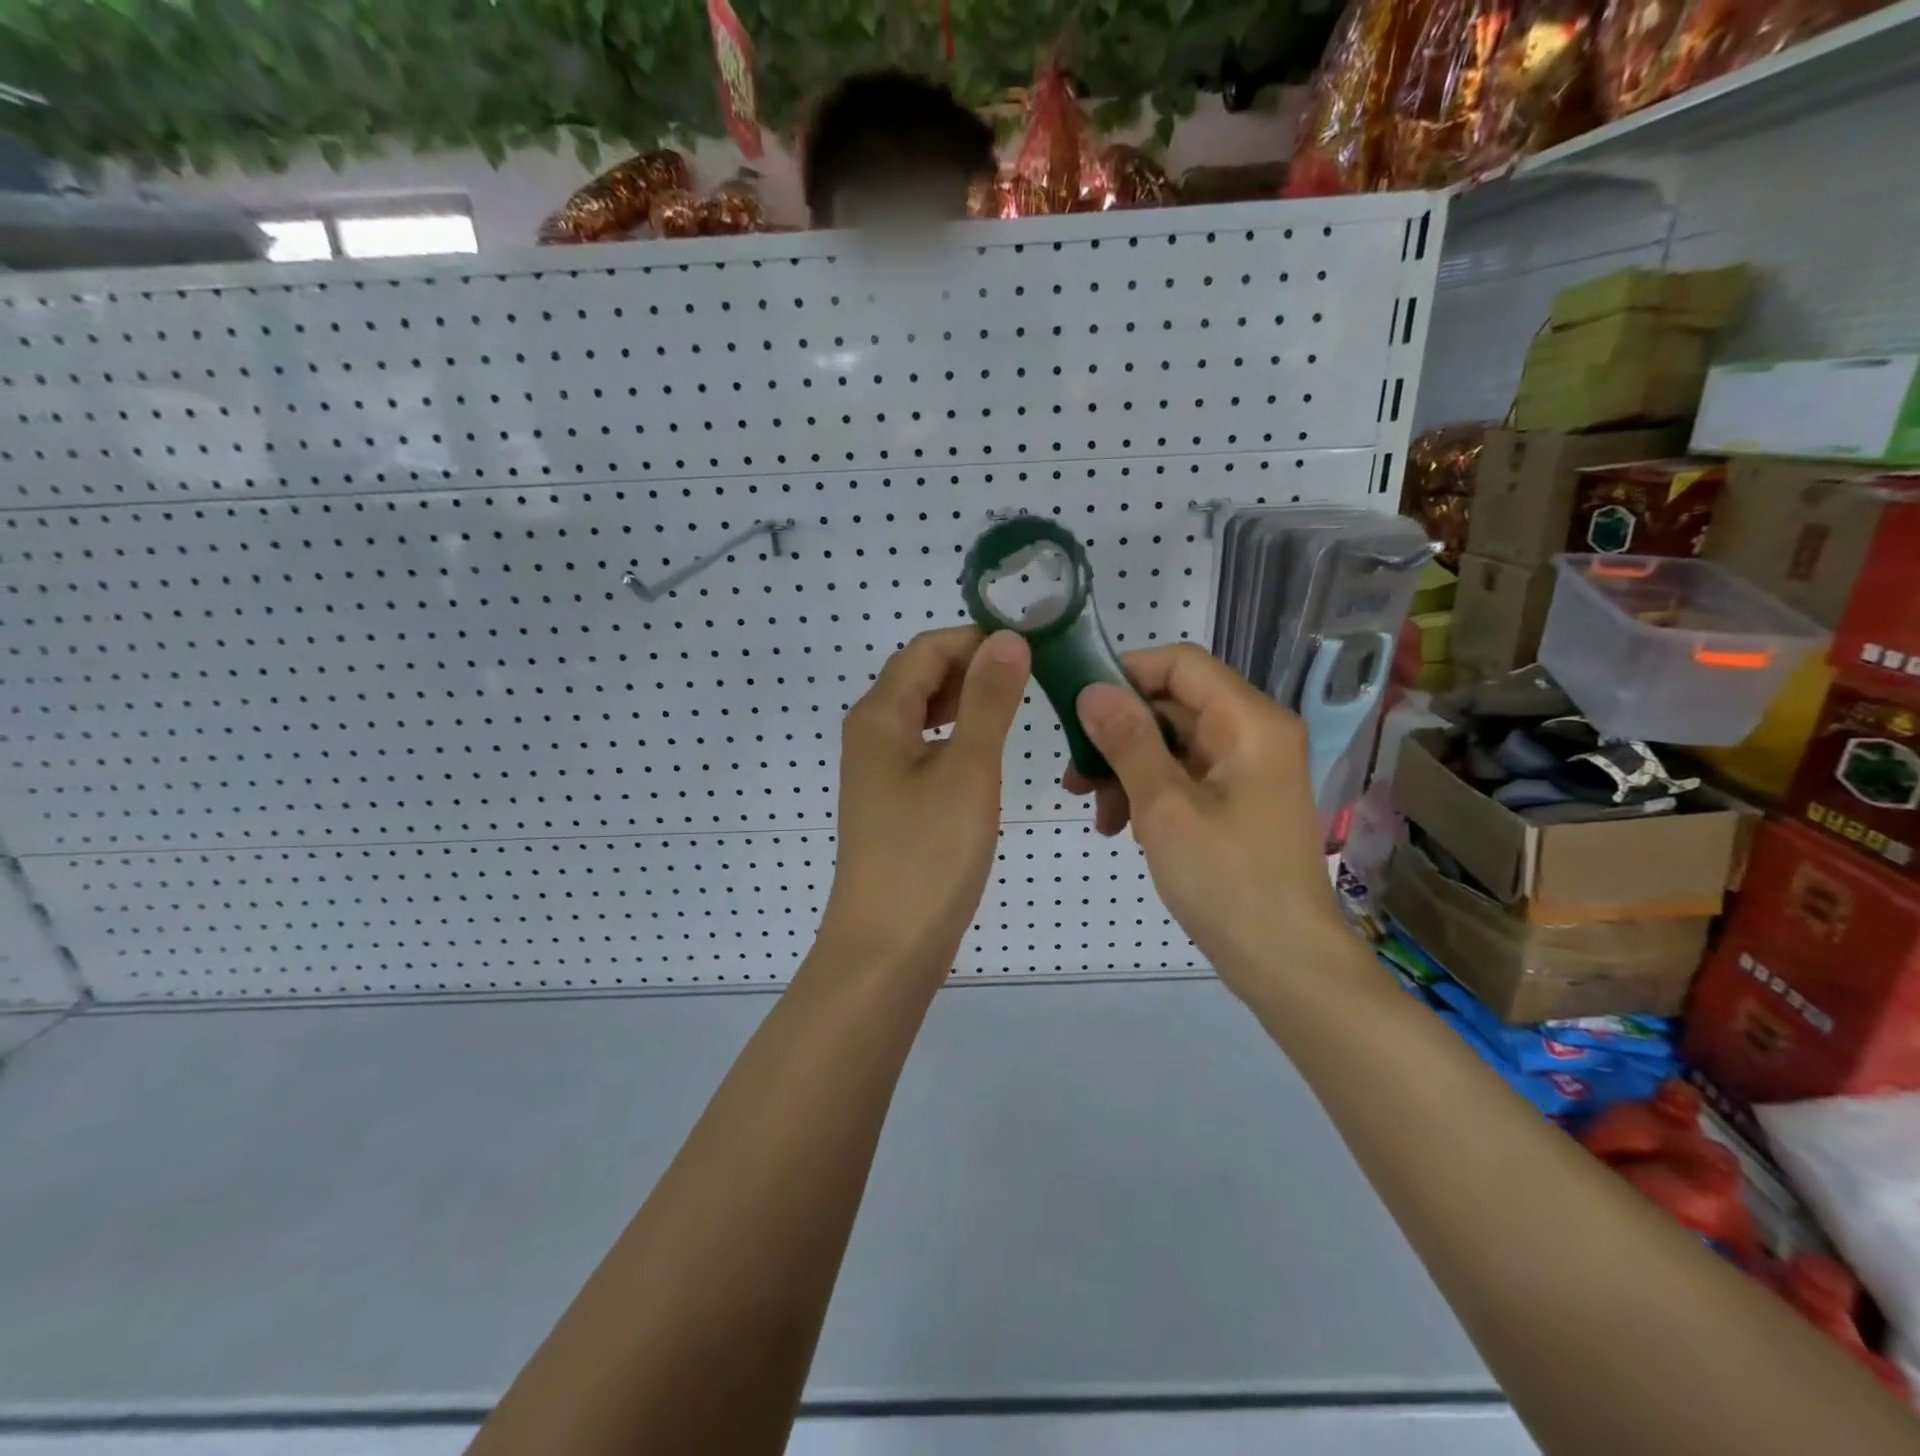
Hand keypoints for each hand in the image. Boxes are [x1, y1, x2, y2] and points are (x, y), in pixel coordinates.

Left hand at [820, 626, 1031, 976]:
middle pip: (920, 676)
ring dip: (965, 700)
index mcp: (880, 715)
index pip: (927, 649)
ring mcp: (877, 770)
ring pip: (922, 713)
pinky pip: (923, 747)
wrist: (887, 948)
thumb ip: (988, 700)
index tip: (1032, 647)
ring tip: (1015, 706)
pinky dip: (955, 736)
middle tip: (1033, 676)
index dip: (977, 638)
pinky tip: (984, 752)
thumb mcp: (968, 769)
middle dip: (973, 666)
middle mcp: (870, 733)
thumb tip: (1008, 639)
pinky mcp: (890, 801)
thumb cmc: (929, 855)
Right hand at [1065, 644, 1353, 996]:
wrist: (1286, 964)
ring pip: (1173, 744)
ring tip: (1096, 812)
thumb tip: (1092, 690)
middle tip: (1073, 775)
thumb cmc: (1227, 882)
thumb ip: (1128, 742)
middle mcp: (1254, 734)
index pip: (1180, 663)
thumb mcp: (1165, 808)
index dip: (1125, 675)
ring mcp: (1248, 770)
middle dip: (1118, 735)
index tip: (1076, 706)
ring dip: (1127, 769)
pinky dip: (1150, 793)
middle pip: (1173, 706)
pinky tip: (1123, 829)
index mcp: (1249, 722)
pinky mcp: (1239, 801)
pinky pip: (1185, 777)